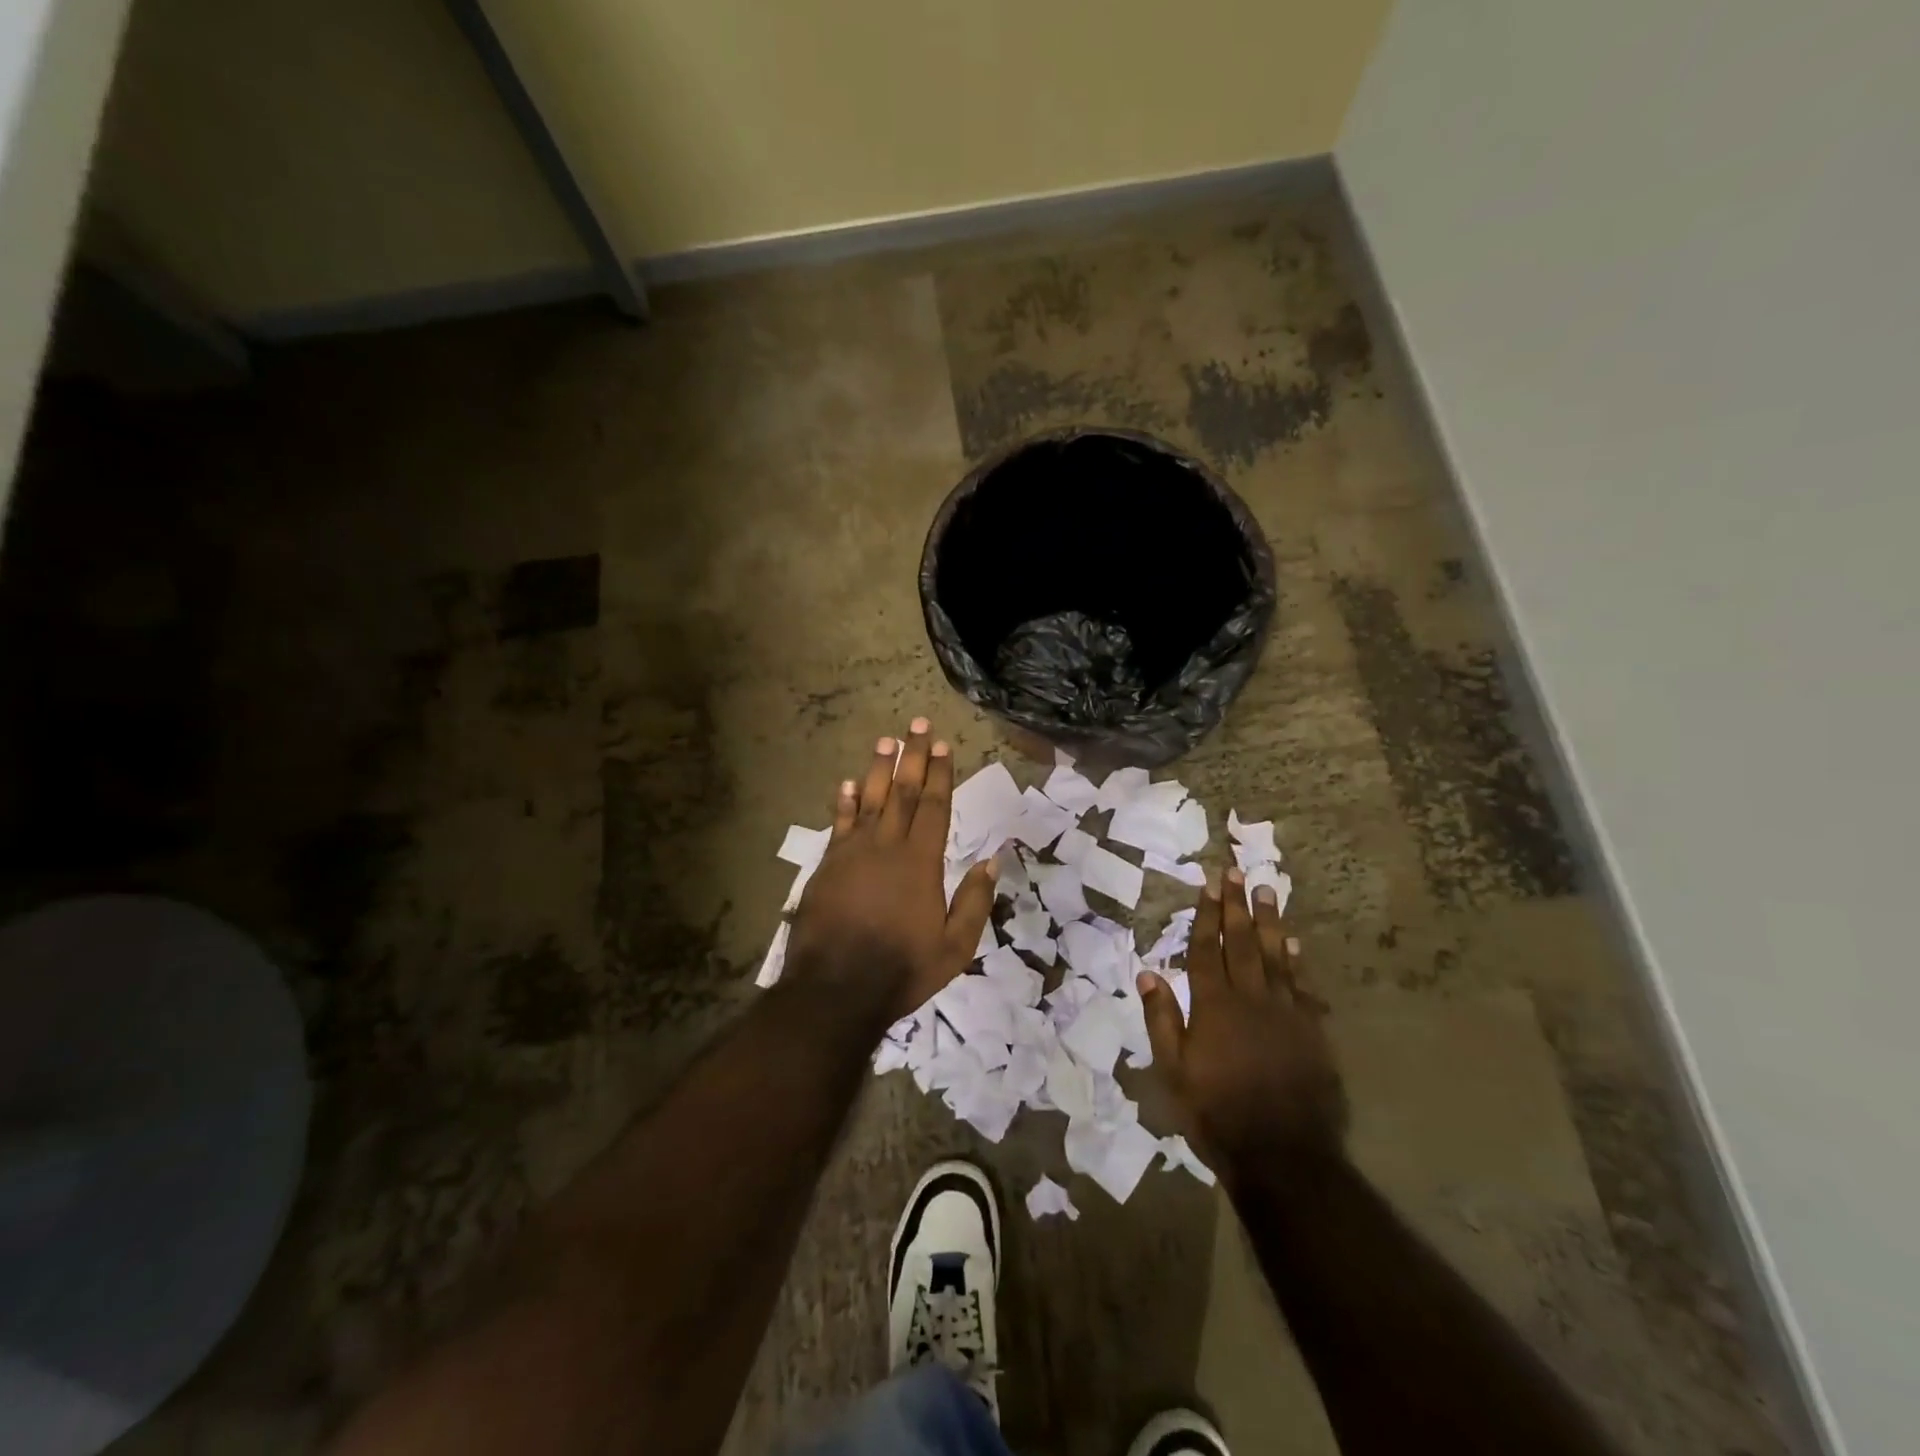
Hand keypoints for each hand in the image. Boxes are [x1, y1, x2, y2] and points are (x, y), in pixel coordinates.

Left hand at [787, 719, 995, 1022]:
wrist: (836, 990)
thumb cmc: (902, 969)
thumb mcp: (955, 947)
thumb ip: (974, 900)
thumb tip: (994, 859)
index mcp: (921, 862)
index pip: (934, 806)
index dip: (939, 774)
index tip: (942, 744)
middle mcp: (887, 847)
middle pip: (902, 792)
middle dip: (912, 757)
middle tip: (917, 724)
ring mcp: (853, 853)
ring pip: (869, 800)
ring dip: (878, 768)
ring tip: (886, 740)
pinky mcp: (827, 866)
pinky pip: (838, 824)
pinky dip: (843, 802)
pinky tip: (847, 783)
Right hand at [1139, 871, 1345, 1176]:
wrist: (1283, 1155)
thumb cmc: (1217, 1112)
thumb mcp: (1173, 1071)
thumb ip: (1162, 1019)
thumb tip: (1148, 972)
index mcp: (1213, 1006)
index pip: (1206, 950)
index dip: (1206, 915)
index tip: (1208, 884)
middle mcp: (1249, 998)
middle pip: (1241, 942)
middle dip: (1236, 905)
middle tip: (1235, 871)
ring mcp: (1284, 1012)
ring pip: (1274, 955)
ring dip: (1268, 920)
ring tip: (1265, 890)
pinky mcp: (1310, 1030)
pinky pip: (1302, 984)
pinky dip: (1296, 960)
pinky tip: (1292, 941)